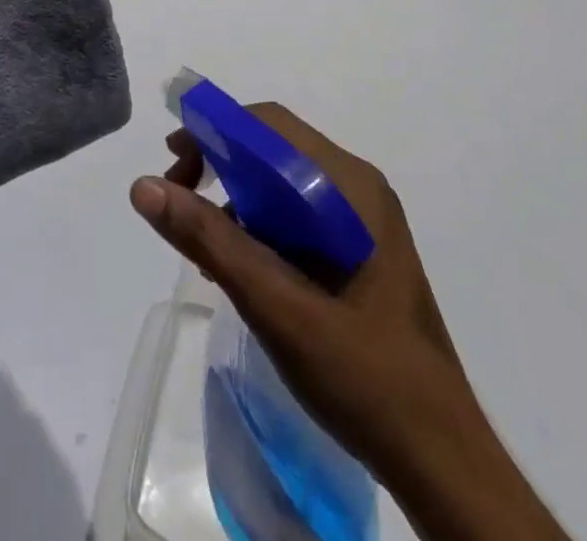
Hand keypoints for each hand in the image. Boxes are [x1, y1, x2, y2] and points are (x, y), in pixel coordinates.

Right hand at [129, 104, 568, 540]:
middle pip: (273, 147)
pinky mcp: (354, 251)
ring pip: (279, 180)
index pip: (270, 125)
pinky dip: (256, 223)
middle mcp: (356, 190)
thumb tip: (144, 186)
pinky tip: (237, 263)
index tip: (173, 159)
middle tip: (176, 194)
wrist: (442, 462)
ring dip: (234, 194)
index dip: (215, 129)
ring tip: (201, 237)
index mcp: (350, 187)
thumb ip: (211, 241)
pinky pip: (292, 213)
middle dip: (219, 161)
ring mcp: (359, 220)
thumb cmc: (365, 376)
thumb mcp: (277, 306)